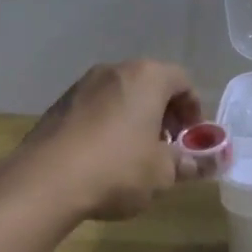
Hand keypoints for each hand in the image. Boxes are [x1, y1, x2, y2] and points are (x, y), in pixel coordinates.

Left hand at [20, 60, 204, 221]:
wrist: (45, 180)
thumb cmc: (117, 169)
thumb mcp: (162, 173)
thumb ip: (188, 163)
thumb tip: (206, 163)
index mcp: (146, 77)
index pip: (182, 80)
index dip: (193, 109)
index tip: (191, 139)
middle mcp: (113, 71)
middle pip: (150, 84)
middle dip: (164, 114)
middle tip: (167, 147)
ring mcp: (82, 86)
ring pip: (120, 95)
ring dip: (135, 119)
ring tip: (135, 155)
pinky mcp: (58, 105)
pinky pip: (95, 108)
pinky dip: (108, 124)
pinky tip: (104, 158)